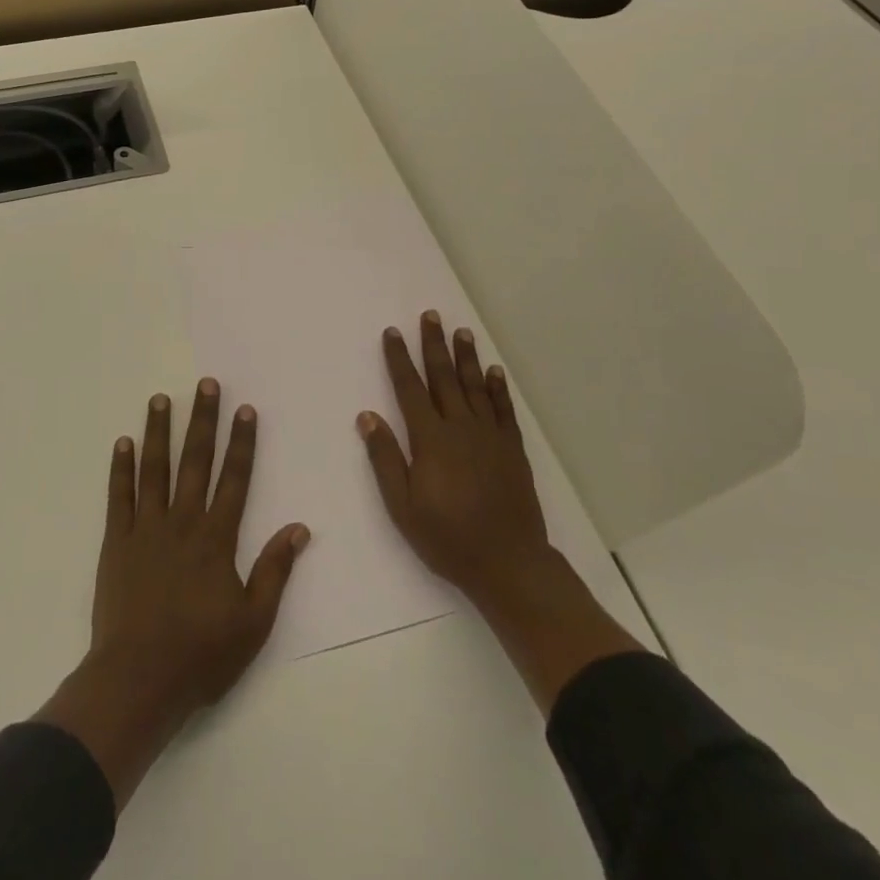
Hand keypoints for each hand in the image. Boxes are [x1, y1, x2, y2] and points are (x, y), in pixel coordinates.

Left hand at [36, 378, 309, 807]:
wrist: (138, 681)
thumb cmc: (201, 655)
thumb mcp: (254, 622)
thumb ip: (275, 570)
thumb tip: (299, 528)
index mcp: (216, 538)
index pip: (235, 478)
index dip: (242, 442)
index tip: (245, 409)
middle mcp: (182, 522)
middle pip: (195, 462)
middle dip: (203, 421)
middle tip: (206, 384)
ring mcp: (145, 529)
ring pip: (154, 469)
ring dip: (159, 432)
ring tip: (161, 399)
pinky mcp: (115, 543)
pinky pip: (119, 497)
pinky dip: (121, 468)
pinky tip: (123, 443)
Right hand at [360, 313, 641, 710]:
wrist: (508, 563)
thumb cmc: (448, 538)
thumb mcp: (402, 507)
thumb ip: (385, 459)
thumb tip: (367, 416)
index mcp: (431, 440)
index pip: (410, 389)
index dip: (399, 359)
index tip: (392, 333)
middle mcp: (460, 428)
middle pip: (444, 377)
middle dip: (434, 344)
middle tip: (430, 315)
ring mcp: (490, 436)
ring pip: (475, 386)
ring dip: (466, 357)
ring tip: (461, 331)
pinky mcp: (512, 449)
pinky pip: (503, 410)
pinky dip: (498, 388)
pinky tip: (494, 371)